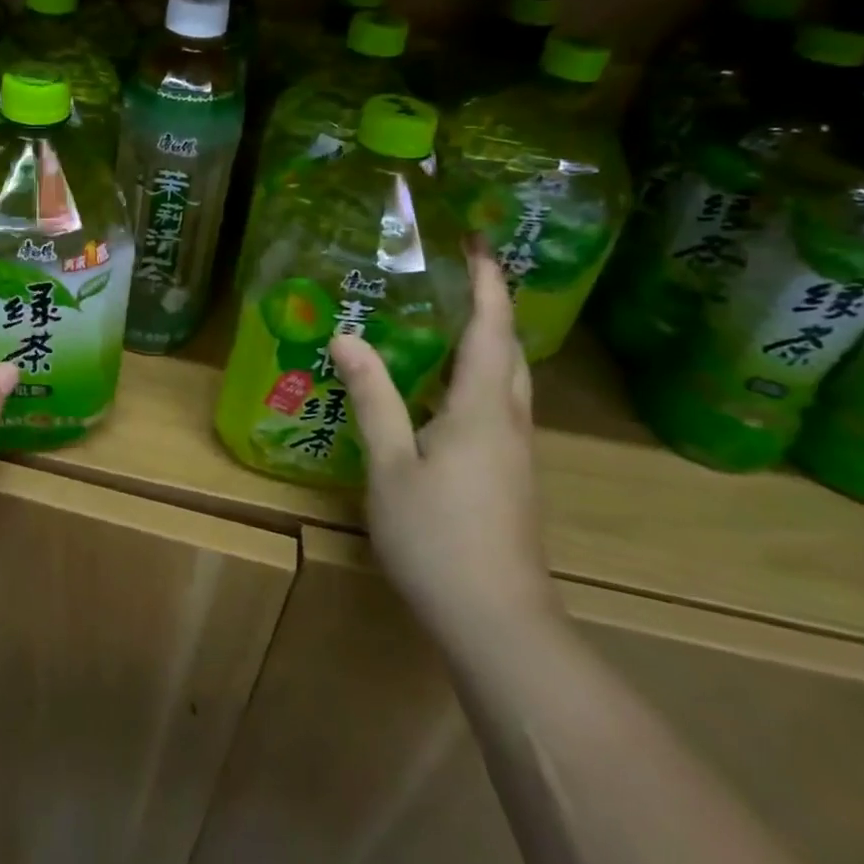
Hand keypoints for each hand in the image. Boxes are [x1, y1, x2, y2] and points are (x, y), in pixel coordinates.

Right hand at [329, 243, 559, 649]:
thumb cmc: (439, 537)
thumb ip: (373, 397)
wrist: (499, 624)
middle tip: (457, 272)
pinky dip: (478, 375)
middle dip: (492, 305)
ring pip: (509, 380)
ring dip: (486, 340)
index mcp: (484, 408)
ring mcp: (515, 452)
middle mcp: (510, 421)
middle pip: (510, 350)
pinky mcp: (510, 476)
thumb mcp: (392, 464)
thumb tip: (348, 337)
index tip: (477, 240)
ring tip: (446, 317)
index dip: (488, 282)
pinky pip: (498, 405)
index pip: (492, 329)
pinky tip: (442, 386)